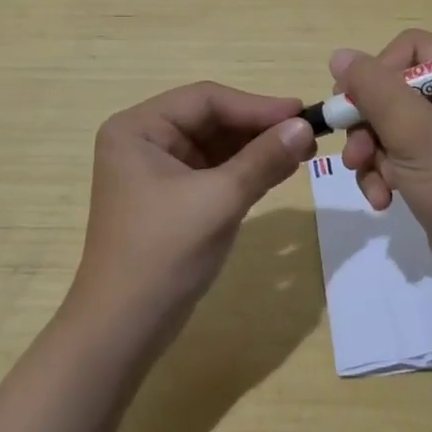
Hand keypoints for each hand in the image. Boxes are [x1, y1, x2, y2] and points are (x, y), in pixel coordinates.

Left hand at [72, 82, 316, 336]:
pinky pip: (215, 171)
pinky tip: (281, 170)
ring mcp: (157, 171)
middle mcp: (144, 141)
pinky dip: (246, 170)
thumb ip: (263, 159)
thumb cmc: (163, 253)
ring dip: (257, 148)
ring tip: (303, 151)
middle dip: (258, 128)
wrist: (122, 331)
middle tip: (308, 134)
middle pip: (211, 119)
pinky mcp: (172, 198)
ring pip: (216, 145)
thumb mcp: (219, 200)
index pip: (205, 100)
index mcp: (138, 128)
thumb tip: (305, 125)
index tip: (302, 113)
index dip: (256, 105)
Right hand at [335, 30, 431, 295]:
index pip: (411, 48)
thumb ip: (373, 88)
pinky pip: (399, 150)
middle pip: (395, 87)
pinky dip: (384, 171)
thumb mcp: (413, 133)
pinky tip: (383, 199)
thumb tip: (339, 55)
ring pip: (390, 122)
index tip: (356, 103)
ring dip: (373, 153)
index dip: (378, 72)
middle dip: (370, 124)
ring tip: (372, 183)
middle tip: (356, 153)